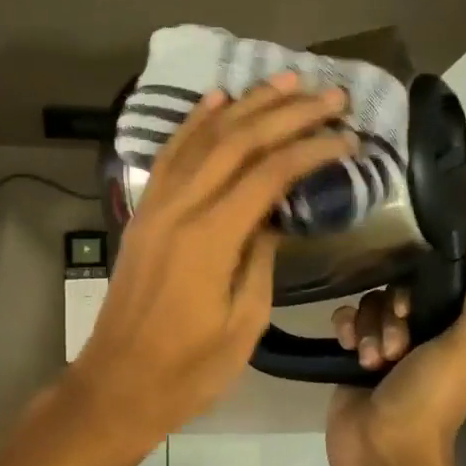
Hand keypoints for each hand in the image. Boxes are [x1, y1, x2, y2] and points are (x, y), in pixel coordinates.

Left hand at [70, 74, 356, 438]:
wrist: (118, 383)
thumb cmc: (188, 368)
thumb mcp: (244, 323)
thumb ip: (262, 258)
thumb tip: (274, 215)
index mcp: (209, 238)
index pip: (269, 174)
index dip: (311, 150)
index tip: (348, 138)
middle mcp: (179, 207)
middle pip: (238, 142)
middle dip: (287, 113)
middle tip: (330, 96)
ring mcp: (155, 205)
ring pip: (203, 138)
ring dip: (246, 106)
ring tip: (284, 82)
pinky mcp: (142, 211)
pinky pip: (170, 154)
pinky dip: (194, 122)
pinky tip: (217, 100)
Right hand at [325, 214, 465, 465]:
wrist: (383, 451)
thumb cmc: (433, 396)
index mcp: (460, 327)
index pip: (440, 276)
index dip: (424, 281)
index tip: (414, 304)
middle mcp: (425, 331)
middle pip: (400, 288)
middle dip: (393, 313)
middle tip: (396, 345)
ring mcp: (385, 343)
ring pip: (370, 302)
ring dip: (370, 328)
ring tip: (372, 361)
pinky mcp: (352, 353)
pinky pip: (345, 318)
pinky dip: (346, 330)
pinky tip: (347, 350)